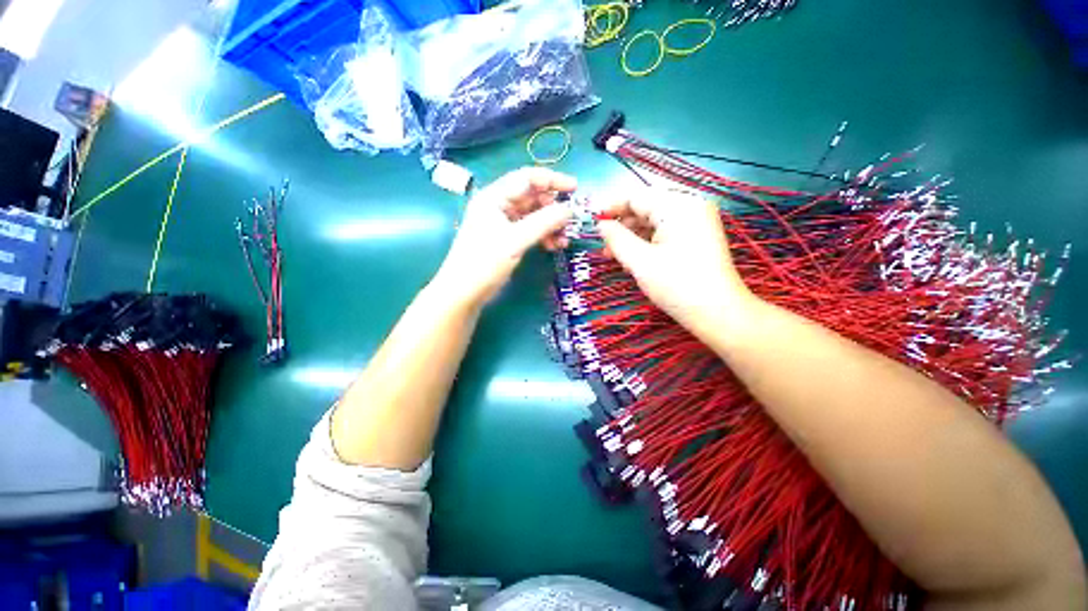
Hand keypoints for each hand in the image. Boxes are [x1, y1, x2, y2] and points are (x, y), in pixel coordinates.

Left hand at [433, 167, 575, 307]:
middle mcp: (499, 206)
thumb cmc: (484, 262)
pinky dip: (543, 236)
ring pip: (533, 216)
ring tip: (564, 240)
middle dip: (553, 207)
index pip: (527, 178)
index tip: (575, 188)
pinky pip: (530, 231)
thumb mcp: (515, 241)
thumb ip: (543, 223)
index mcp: (494, 197)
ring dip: (551, 225)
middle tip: (571, 220)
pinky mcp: (507, 239)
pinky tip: (554, 246)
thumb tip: (570, 210)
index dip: (552, 180)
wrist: (464, 292)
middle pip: (532, 197)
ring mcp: (503, 223)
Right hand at [596, 188, 757, 336]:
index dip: (612, 208)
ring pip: (655, 221)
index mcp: (678, 205)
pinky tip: (635, 257)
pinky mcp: (698, 236)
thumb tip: (601, 225)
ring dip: (633, 236)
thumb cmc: (676, 284)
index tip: (593, 222)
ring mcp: (697, 221)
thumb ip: (616, 238)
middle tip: (604, 246)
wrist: (717, 312)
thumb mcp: (639, 261)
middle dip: (623, 226)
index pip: (637, 197)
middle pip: (647, 208)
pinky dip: (648, 242)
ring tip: (615, 256)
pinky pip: (666, 231)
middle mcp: (690, 206)